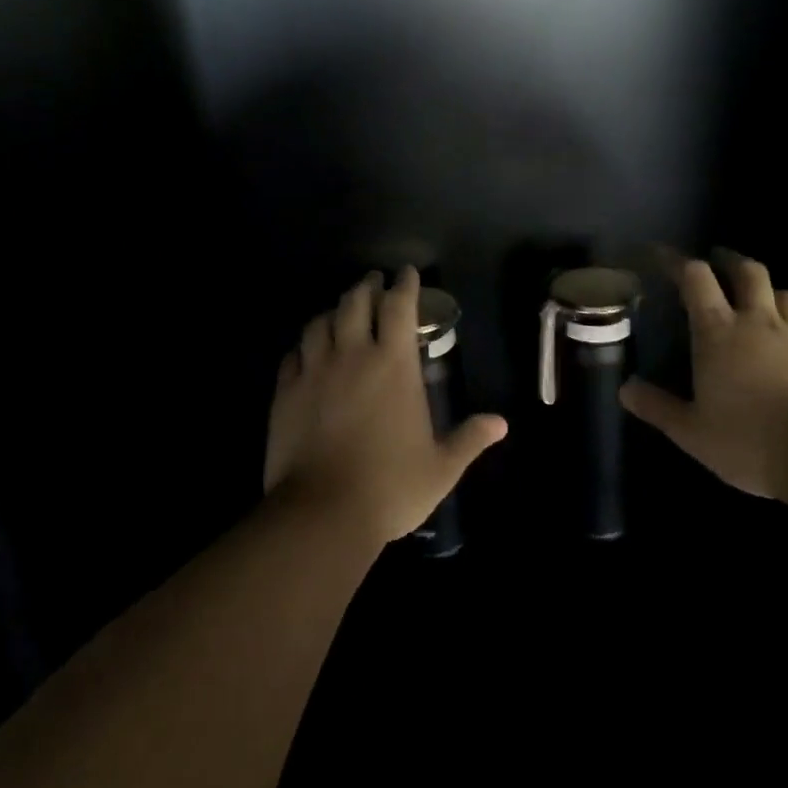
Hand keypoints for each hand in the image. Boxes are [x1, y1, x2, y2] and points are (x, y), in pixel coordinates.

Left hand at [264, 267, 507, 544]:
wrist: (323, 513)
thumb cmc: (390, 487)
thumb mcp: (441, 467)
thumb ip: (470, 439)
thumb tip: (501, 423)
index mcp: (393, 365)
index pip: (400, 307)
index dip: (405, 285)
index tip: (407, 273)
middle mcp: (353, 355)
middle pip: (355, 302)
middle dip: (366, 286)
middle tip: (373, 282)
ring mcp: (315, 370)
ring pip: (320, 322)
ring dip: (333, 310)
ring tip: (340, 311)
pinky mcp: (286, 390)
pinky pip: (293, 354)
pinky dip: (303, 345)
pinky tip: (306, 351)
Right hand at [620, 252, 787, 498]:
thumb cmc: (750, 440)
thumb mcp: (692, 432)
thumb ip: (657, 407)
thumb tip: (625, 389)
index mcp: (718, 331)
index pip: (695, 277)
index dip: (676, 260)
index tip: (661, 255)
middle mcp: (758, 323)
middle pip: (748, 271)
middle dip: (729, 260)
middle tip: (716, 262)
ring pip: (784, 294)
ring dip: (767, 288)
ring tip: (756, 297)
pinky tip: (785, 346)